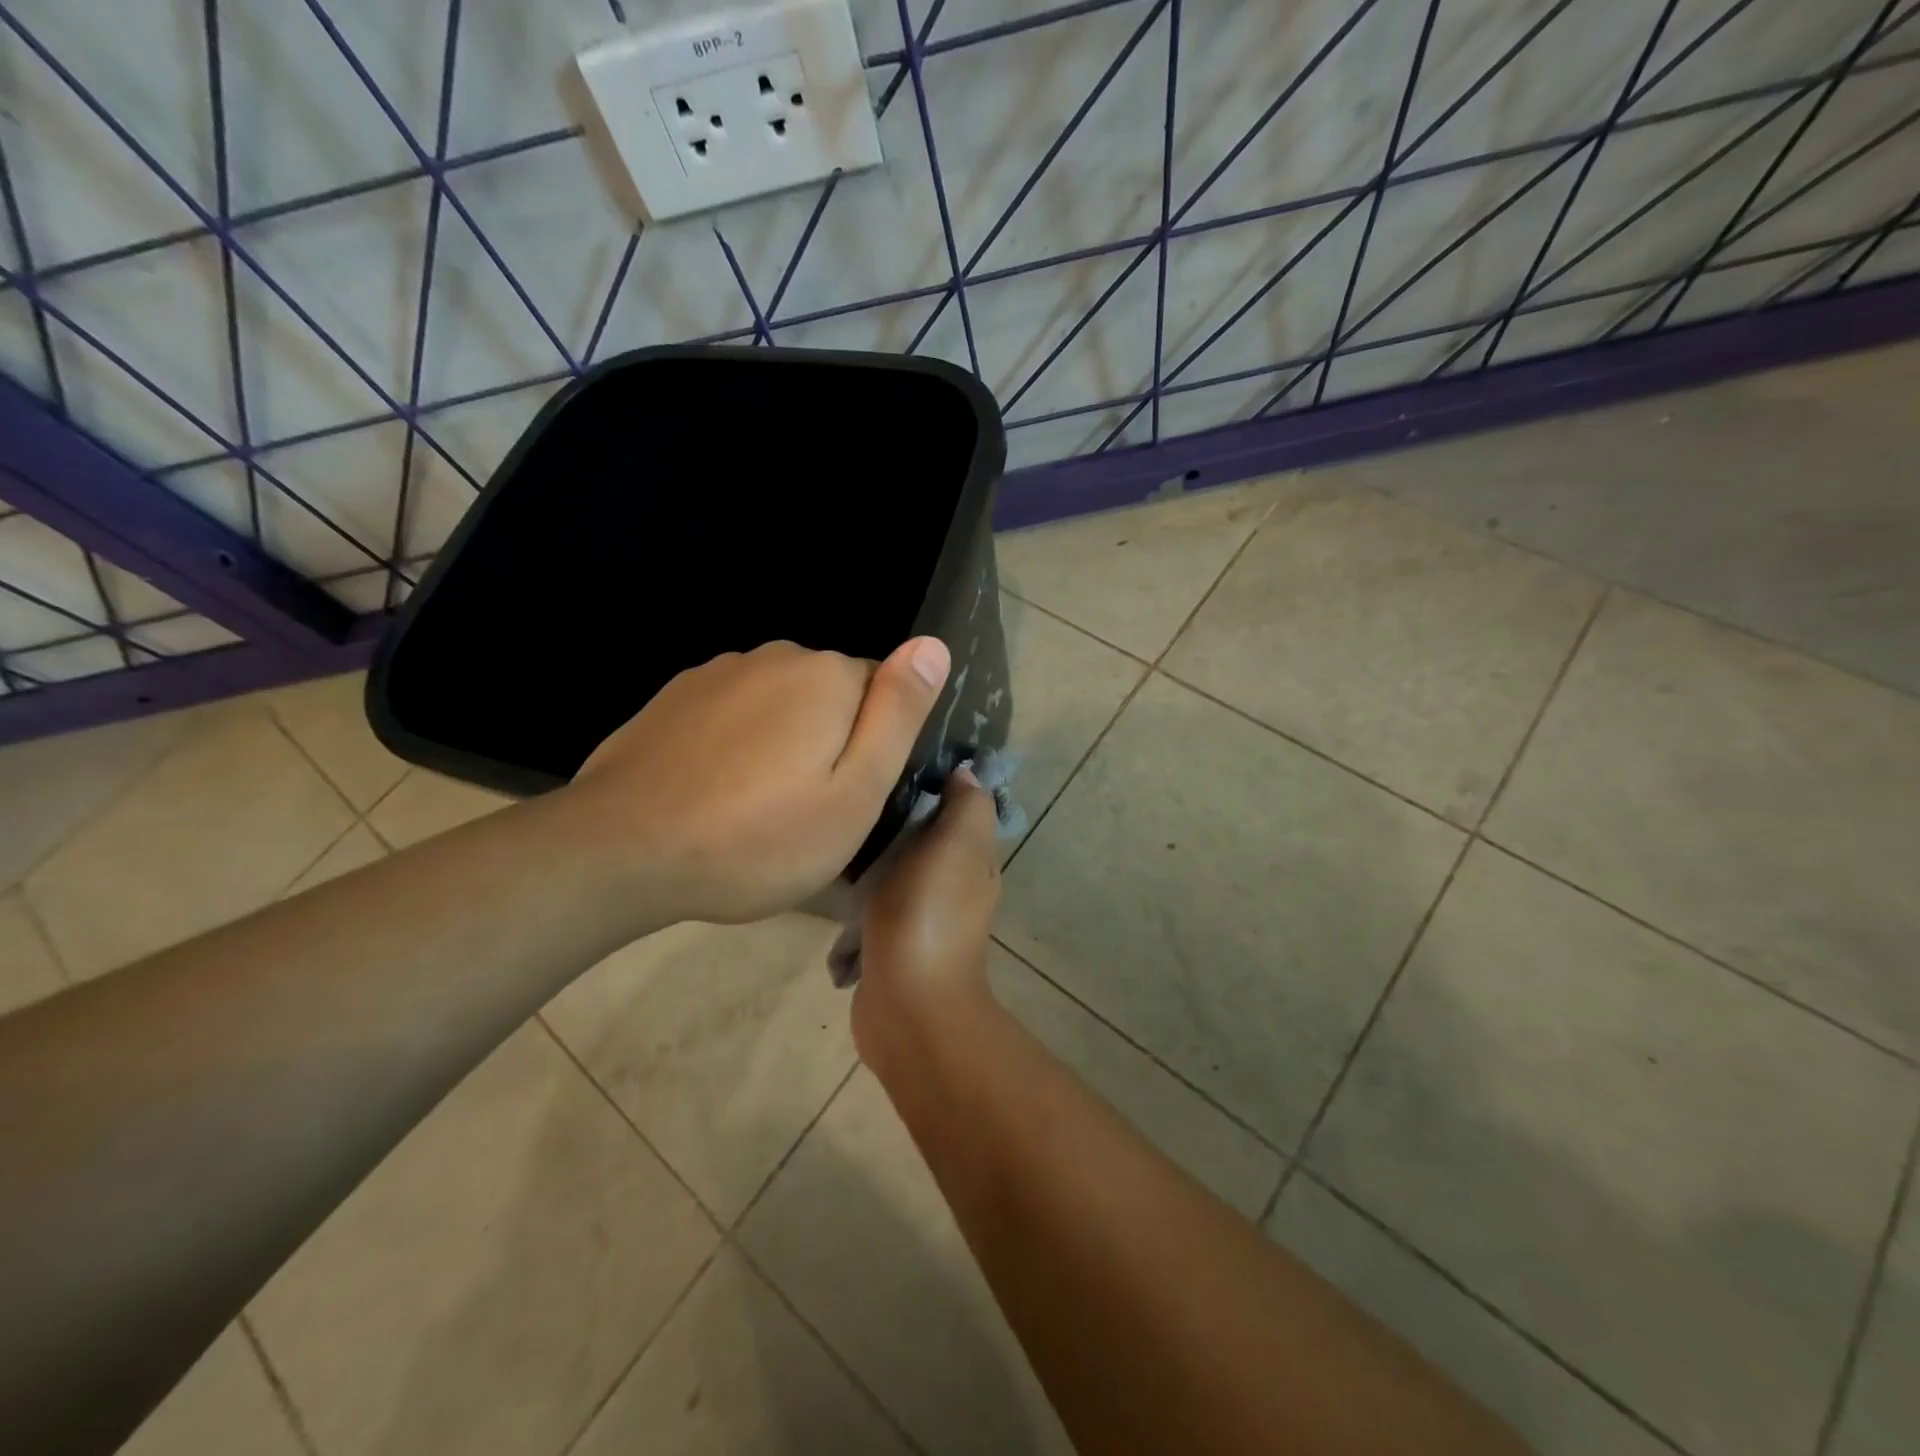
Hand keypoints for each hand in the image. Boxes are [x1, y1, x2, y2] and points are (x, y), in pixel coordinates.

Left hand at [566, 637, 949, 923]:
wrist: (622, 850)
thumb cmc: (758, 837)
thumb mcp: (855, 792)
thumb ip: (898, 714)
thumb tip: (933, 645)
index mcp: (828, 676)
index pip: (884, 693)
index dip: (874, 748)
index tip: (849, 797)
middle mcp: (775, 656)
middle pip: (831, 695)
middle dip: (830, 741)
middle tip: (806, 811)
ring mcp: (718, 672)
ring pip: (780, 704)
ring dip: (782, 742)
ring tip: (757, 807)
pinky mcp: (676, 696)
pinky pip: (734, 713)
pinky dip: (737, 744)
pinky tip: (715, 790)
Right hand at [850, 767, 1001, 1076]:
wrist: (907, 1004)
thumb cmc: (929, 913)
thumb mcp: (957, 846)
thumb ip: (965, 807)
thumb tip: (967, 772)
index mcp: (974, 860)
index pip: (960, 808)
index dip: (939, 781)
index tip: (899, 757)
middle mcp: (954, 886)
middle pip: (926, 837)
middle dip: (898, 819)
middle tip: (858, 795)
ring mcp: (921, 917)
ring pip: (896, 871)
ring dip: (874, 860)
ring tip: (840, 833)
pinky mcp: (890, 942)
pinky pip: (873, 906)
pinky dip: (858, 899)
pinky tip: (835, 884)